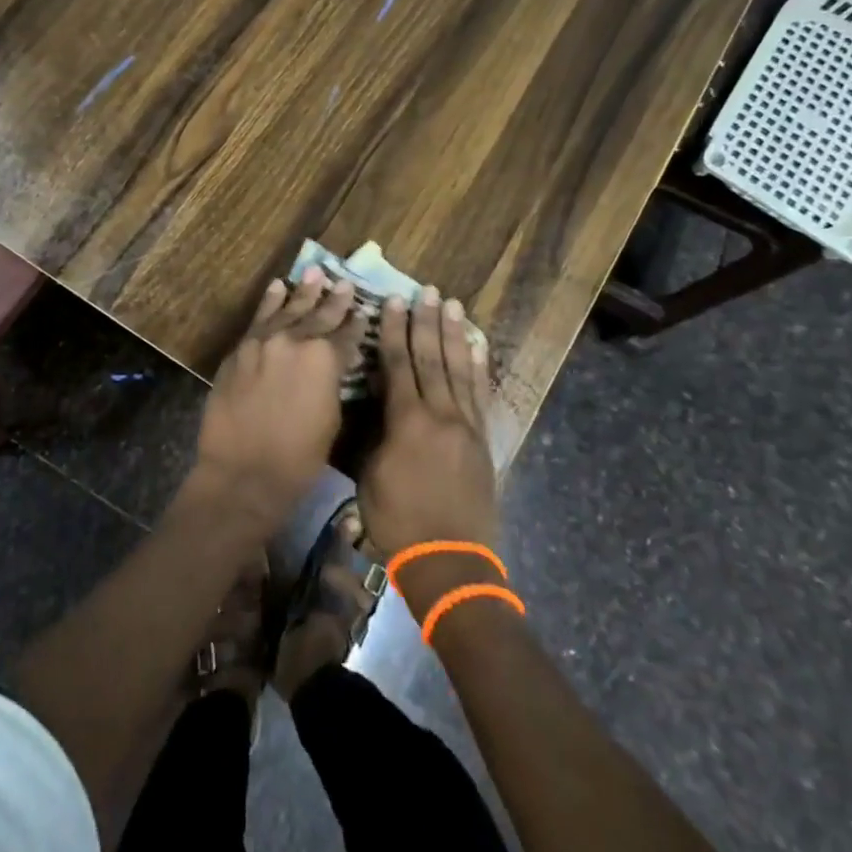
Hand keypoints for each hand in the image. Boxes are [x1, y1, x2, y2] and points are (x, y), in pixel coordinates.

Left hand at [191, 268, 362, 524]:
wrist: (243, 472)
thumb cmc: (298, 458)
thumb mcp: (331, 419)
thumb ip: (333, 382)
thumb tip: (333, 366)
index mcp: (325, 359)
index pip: (347, 335)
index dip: (356, 324)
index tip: (363, 310)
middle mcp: (295, 341)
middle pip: (319, 316)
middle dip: (334, 300)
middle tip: (344, 283)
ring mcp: (263, 341)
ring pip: (288, 310)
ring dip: (303, 292)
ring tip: (314, 272)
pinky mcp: (240, 349)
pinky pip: (258, 319)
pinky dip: (269, 302)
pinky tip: (278, 287)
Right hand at [359, 288, 499, 610]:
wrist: (450, 561)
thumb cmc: (398, 521)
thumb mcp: (369, 476)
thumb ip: (373, 433)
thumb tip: (374, 402)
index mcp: (407, 421)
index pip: (398, 364)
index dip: (393, 331)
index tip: (393, 302)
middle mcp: (440, 414)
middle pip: (431, 358)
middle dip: (426, 322)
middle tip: (427, 290)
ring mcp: (466, 426)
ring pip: (459, 369)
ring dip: (454, 335)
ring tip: (452, 305)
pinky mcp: (482, 440)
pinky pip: (481, 395)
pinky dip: (479, 368)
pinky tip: (478, 347)